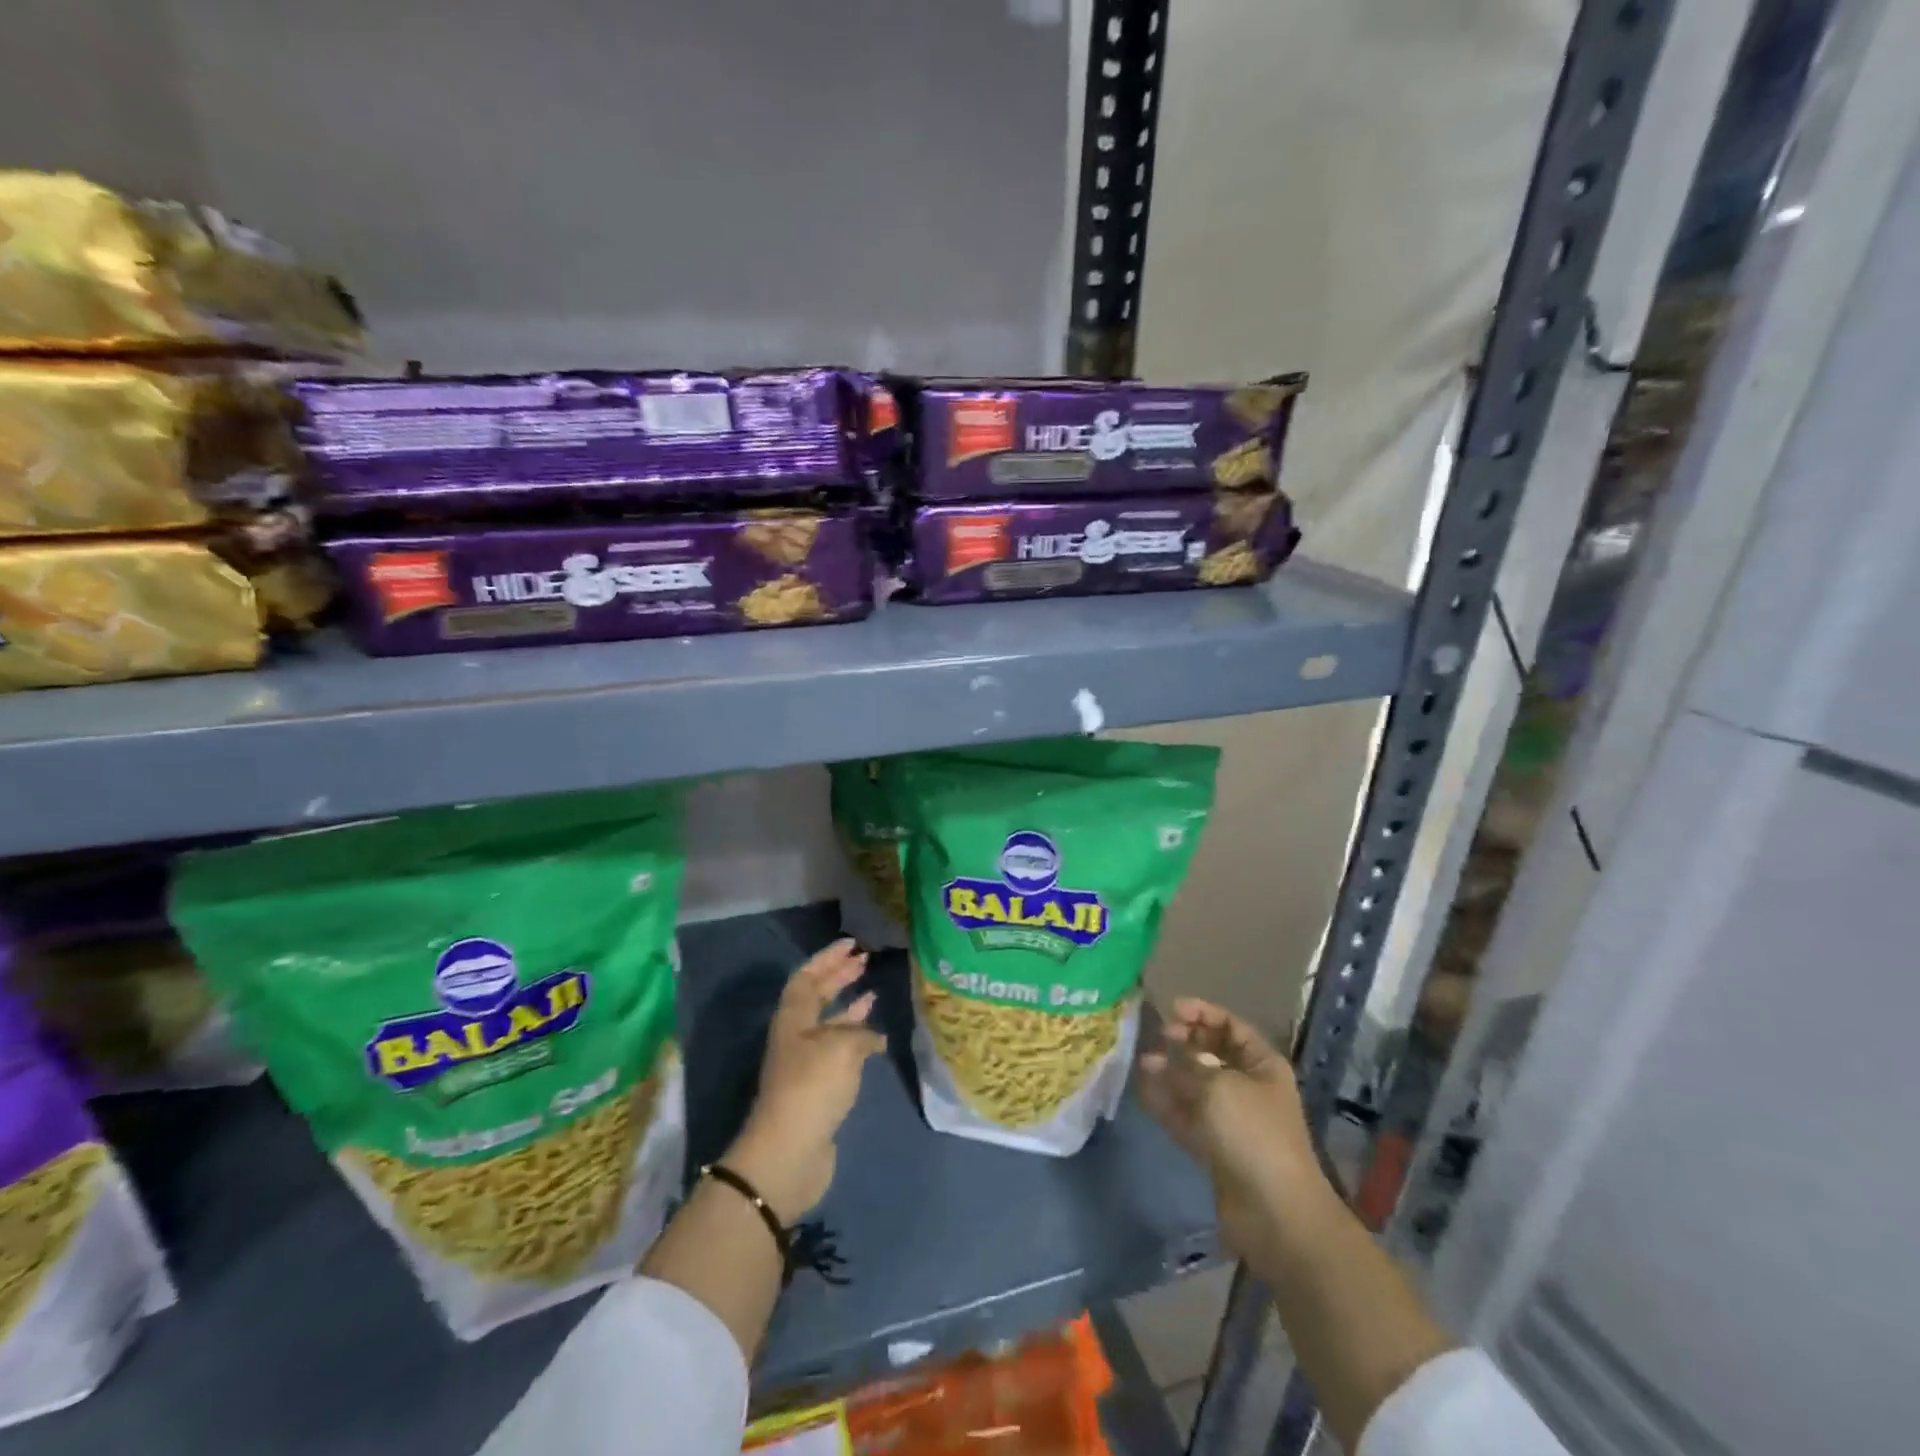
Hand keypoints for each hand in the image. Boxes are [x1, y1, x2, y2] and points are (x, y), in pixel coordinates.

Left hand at [725, 940, 884, 1223]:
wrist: (789, 1153)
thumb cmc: (811, 1087)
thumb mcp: (840, 1048)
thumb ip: (859, 1033)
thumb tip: (872, 1036)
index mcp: (792, 1018)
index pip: (807, 976)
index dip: (827, 957)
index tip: (852, 944)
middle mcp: (796, 1036)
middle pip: (816, 997)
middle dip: (839, 977)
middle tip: (864, 961)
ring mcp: (806, 1064)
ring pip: (829, 1024)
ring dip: (849, 1007)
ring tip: (872, 993)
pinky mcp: (818, 1088)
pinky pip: (839, 1051)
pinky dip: (857, 1040)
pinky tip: (877, 1039)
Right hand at [1137, 998, 1328, 1259]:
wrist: (1275, 1213)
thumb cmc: (1253, 1133)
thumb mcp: (1218, 1087)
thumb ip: (1186, 1066)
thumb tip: (1159, 1057)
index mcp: (1262, 1065)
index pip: (1231, 1026)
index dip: (1203, 1013)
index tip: (1172, 1009)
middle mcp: (1248, 1087)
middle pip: (1212, 1054)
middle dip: (1184, 1042)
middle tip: (1158, 1037)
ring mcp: (1230, 1119)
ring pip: (1195, 1085)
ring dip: (1171, 1072)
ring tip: (1143, 1061)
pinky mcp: (1214, 1147)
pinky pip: (1186, 1116)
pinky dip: (1167, 1103)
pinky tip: (1143, 1090)